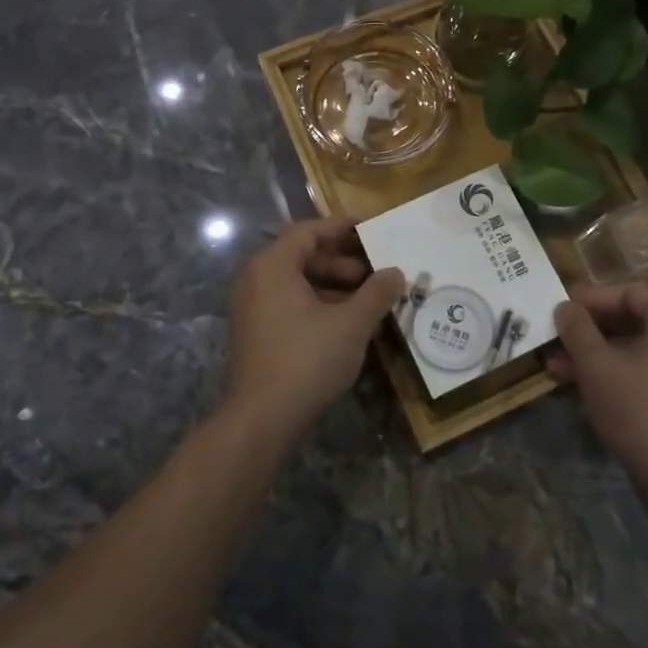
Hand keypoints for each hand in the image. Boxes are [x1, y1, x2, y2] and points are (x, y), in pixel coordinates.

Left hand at [223, 219, 406, 442]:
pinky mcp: (255, 334)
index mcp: (273, 265)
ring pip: (297, 283)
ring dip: (333, 287)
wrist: (262, 420)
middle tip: (374, 274)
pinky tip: (346, 325)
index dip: (340, 228)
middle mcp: (256, 280)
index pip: (308, 231)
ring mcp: (252, 308)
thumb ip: (377, 292)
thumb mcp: (352, 323)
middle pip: (302, 256)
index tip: (369, 229)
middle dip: (341, 262)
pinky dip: (317, 306)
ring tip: (367, 302)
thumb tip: (396, 273)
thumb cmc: (307, 359)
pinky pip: (289, 305)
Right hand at [548, 283, 647, 497]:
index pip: (628, 292)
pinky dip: (615, 370)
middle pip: (632, 318)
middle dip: (589, 328)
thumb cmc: (637, 408)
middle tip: (557, 334)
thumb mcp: (596, 364)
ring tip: (556, 363)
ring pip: (635, 347)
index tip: (560, 307)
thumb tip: (564, 307)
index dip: (591, 298)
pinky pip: (646, 368)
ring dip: (596, 352)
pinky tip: (580, 382)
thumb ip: (577, 329)